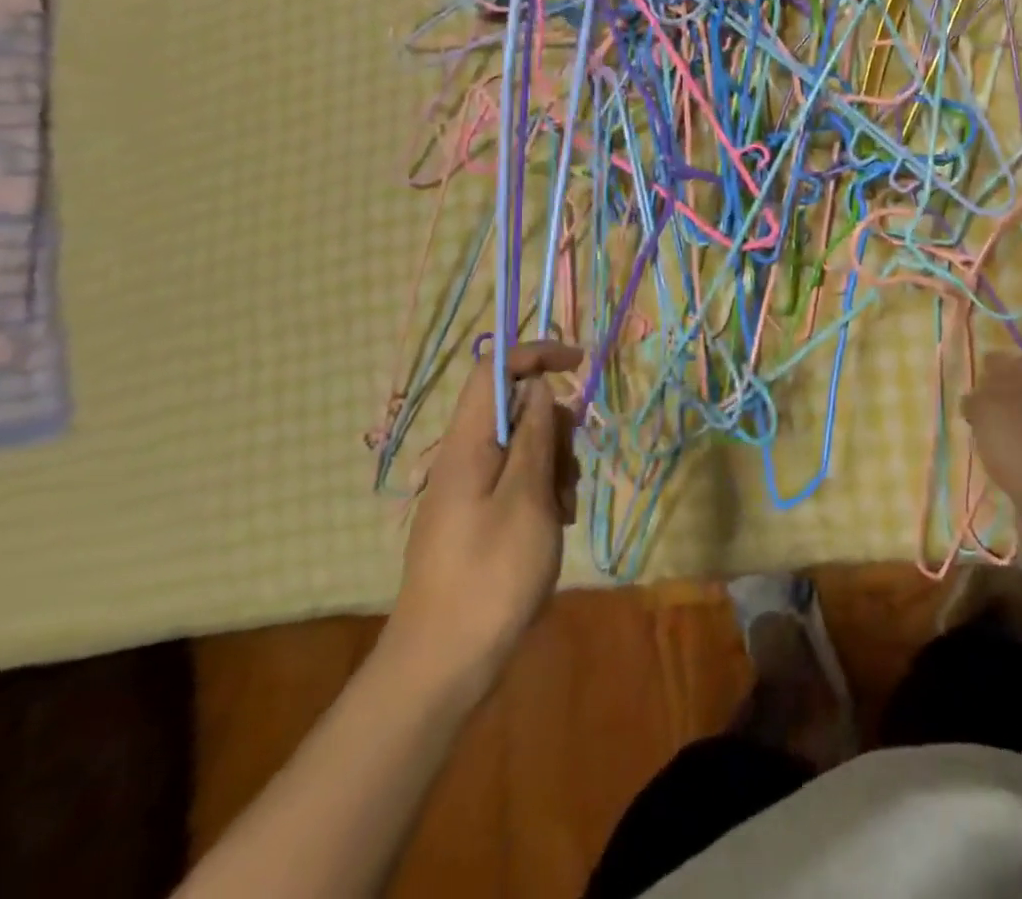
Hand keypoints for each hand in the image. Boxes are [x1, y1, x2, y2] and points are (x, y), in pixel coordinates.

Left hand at [385, 341, 582, 705]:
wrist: (442, 665)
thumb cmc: (490, 576)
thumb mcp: (526, 499)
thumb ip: (533, 437)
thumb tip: (538, 386)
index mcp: (467, 446)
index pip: (494, 370)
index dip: (535, 354)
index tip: (579, 363)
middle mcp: (463, 459)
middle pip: (515, 409)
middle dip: (554, 428)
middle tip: (569, 472)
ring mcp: (468, 490)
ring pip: (522, 447)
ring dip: (553, 465)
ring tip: (563, 511)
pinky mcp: (477, 517)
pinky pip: (516, 481)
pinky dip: (543, 492)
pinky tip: (554, 525)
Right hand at [960, 352, 1021, 550]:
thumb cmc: (1017, 445)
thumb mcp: (985, 413)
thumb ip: (977, 398)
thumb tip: (974, 395)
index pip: (1014, 361)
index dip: (993, 365)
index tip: (975, 375)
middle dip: (1003, 393)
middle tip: (978, 403)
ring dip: (1013, 420)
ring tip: (988, 432)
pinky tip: (1007, 455)